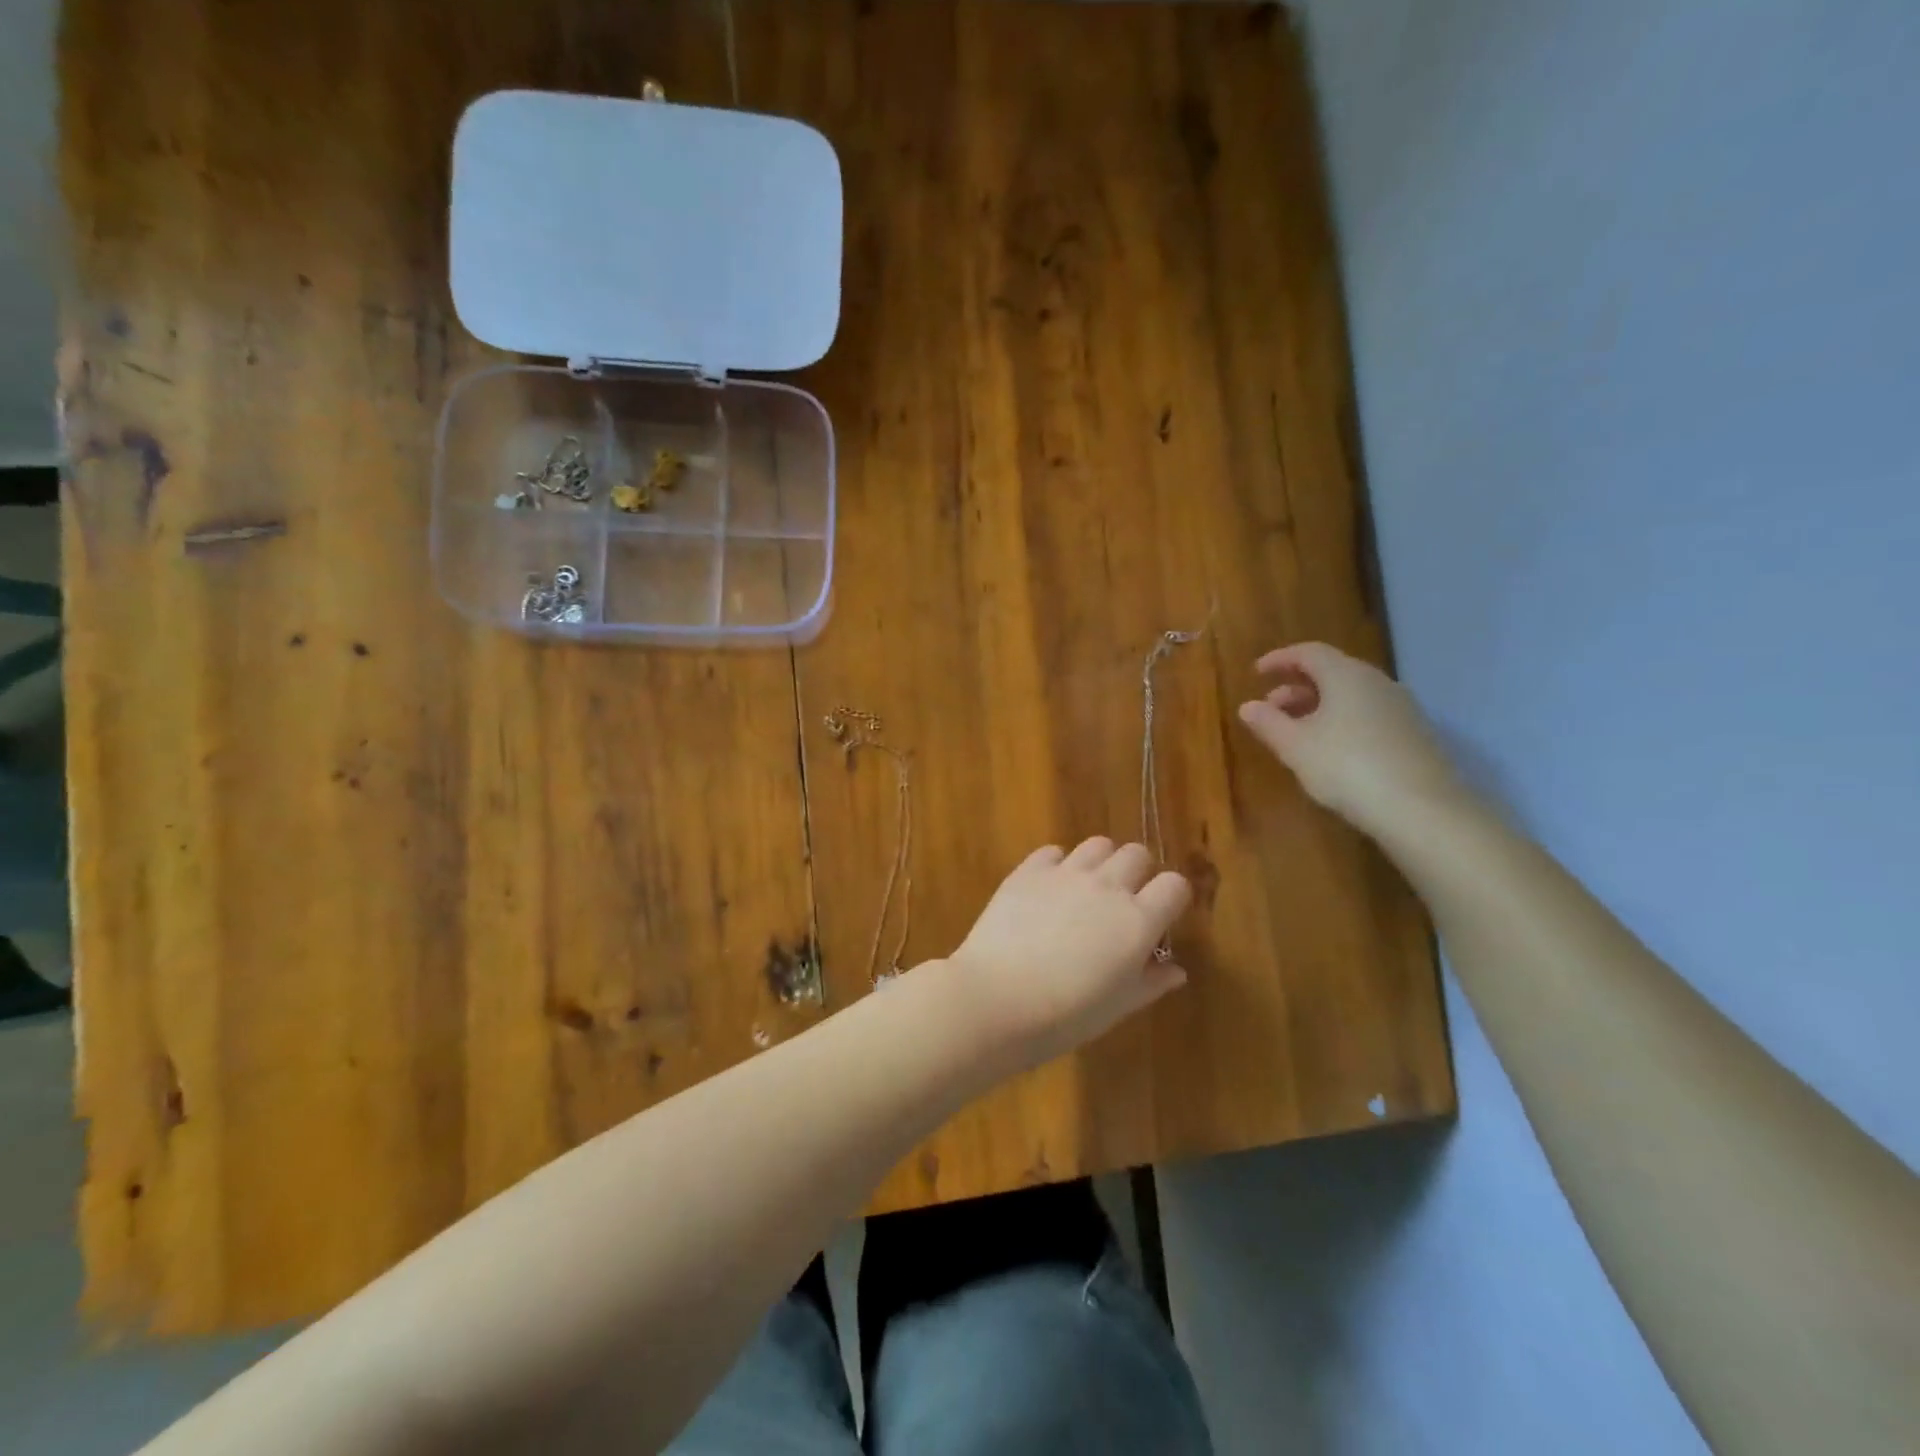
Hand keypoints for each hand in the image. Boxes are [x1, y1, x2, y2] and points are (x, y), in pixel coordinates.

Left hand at [946, 838, 1192, 1069]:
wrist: (998, 998)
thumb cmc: (1066, 1015)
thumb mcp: (1118, 1007)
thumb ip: (1151, 982)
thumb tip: (1176, 969)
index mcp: (1138, 921)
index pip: (1175, 885)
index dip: (1172, 897)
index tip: (1161, 915)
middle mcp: (1108, 887)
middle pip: (1137, 854)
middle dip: (1138, 873)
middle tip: (1123, 901)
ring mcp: (1066, 873)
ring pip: (1098, 844)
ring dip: (1101, 862)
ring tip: (1087, 888)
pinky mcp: (1029, 870)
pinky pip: (1053, 851)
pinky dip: (1057, 864)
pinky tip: (1048, 889)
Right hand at [1237, 642, 1466, 836]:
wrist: (1422, 810)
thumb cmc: (1348, 768)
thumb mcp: (1296, 747)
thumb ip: (1269, 723)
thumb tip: (1247, 706)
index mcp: (1346, 675)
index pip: (1309, 652)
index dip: (1280, 659)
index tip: (1257, 671)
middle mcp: (1377, 682)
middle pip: (1332, 672)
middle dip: (1296, 687)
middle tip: (1270, 708)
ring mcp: (1401, 708)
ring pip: (1351, 695)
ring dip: (1318, 706)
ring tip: (1296, 732)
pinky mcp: (1414, 734)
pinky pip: (1368, 714)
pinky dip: (1342, 721)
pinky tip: (1331, 750)